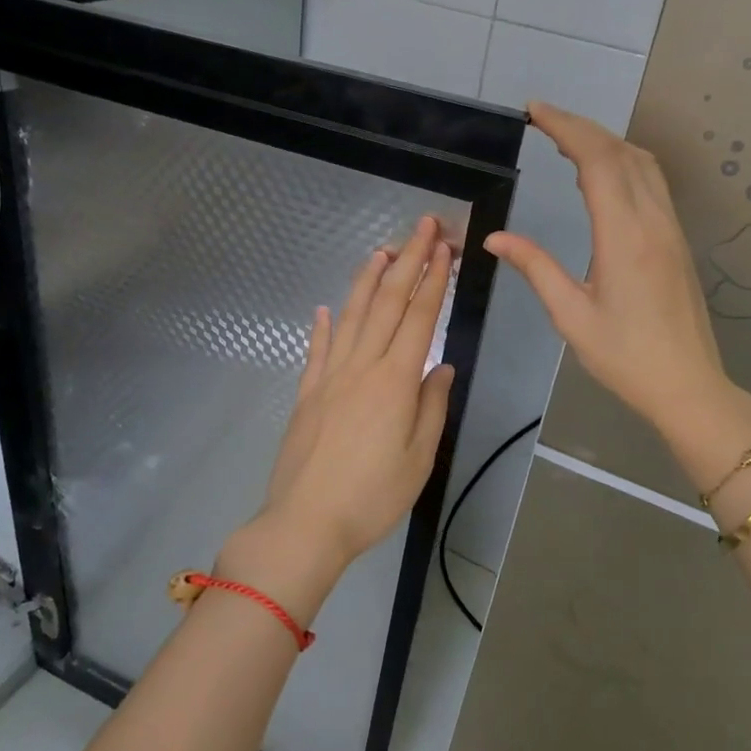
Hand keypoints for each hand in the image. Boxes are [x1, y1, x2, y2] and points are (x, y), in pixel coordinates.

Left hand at [219, 216, 455, 620]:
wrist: (306, 523)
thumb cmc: (372, 496)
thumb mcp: (418, 458)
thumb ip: (432, 407)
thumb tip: (440, 367)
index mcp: (394, 381)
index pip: (419, 317)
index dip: (433, 279)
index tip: (444, 248)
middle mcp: (361, 367)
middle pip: (387, 303)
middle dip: (407, 260)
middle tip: (422, 226)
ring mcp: (329, 377)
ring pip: (352, 316)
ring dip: (367, 280)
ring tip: (380, 251)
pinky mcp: (308, 393)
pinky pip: (318, 349)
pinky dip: (324, 325)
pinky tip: (326, 308)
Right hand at [486, 103, 750, 450]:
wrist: (689, 386)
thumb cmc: (625, 357)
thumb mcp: (571, 315)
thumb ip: (535, 268)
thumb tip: (495, 238)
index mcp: (624, 237)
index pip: (598, 161)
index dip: (566, 128)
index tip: (535, 112)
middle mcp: (653, 221)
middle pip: (622, 152)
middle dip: (581, 127)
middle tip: (542, 117)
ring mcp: (671, 228)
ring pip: (643, 163)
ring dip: (605, 141)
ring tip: (567, 139)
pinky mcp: (677, 239)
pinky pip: (652, 183)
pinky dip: (623, 162)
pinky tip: (602, 173)